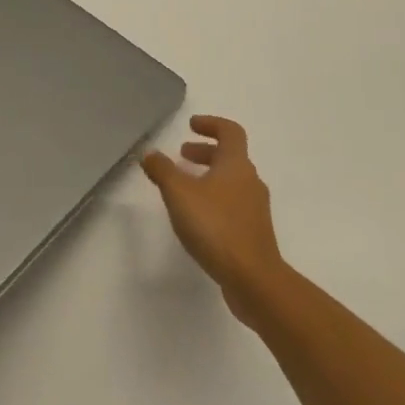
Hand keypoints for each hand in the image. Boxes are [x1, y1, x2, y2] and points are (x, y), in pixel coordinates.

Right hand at [142, 116, 282, 326]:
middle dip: (205, 152)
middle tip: (182, 155)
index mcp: (236, 165)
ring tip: (184, 187)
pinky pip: (233, 204)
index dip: (211, 124)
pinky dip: (214, 199)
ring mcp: (255, 209)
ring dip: (209, 177)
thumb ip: (162, 170)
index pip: (230, 131)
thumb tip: (149, 153)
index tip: (191, 125)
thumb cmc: (216, 227)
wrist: (254, 280)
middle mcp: (250, 182)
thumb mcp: (179, 193)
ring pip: (231, 182)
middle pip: (230, 157)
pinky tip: (197, 217)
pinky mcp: (253, 233)